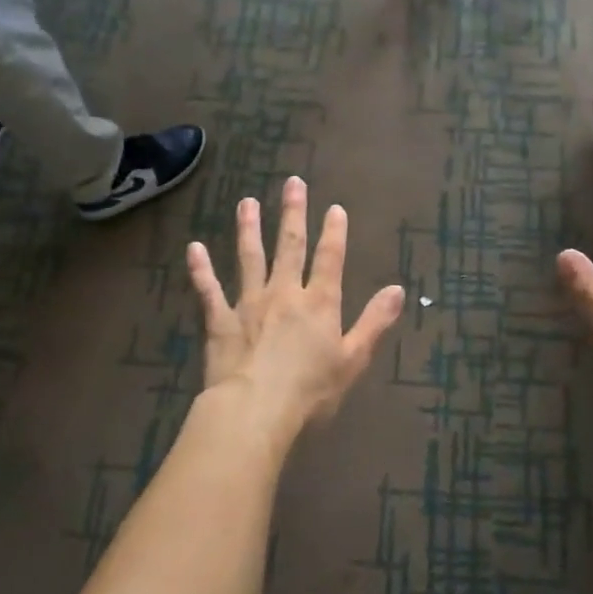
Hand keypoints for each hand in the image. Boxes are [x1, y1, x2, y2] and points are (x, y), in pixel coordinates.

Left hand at [186, 177, 406, 438]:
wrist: (255, 410)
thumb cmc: (311, 391)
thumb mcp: (353, 359)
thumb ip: (374, 322)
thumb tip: (397, 289)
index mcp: (319, 303)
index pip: (330, 259)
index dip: (334, 232)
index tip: (334, 207)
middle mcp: (284, 294)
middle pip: (290, 247)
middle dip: (292, 214)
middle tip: (292, 183)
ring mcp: (249, 304)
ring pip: (250, 258)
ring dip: (249, 228)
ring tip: (247, 202)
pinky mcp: (220, 321)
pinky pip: (208, 290)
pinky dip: (201, 269)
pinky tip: (194, 248)